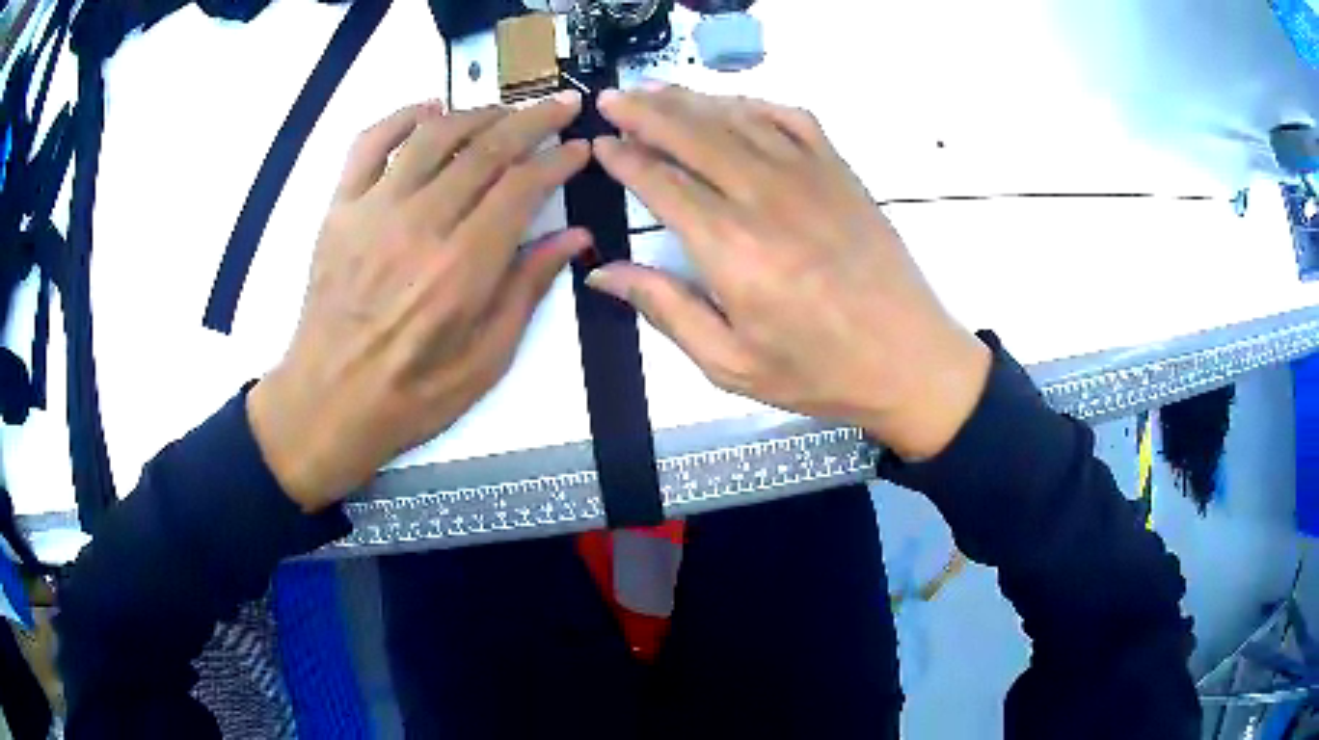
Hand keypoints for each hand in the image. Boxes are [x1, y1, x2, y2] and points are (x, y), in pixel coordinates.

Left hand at [248, 93, 590, 511]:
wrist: (327, 403)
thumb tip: (574, 236)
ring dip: (477, 113)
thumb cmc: (412, 394)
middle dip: (532, 120)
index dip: (557, 159)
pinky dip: (402, 117)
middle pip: (485, 148)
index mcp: (462, 268)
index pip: (521, 186)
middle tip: (560, 105)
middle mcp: (420, 225)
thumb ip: (528, 289)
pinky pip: (369, 143)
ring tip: (504, 112)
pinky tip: (429, 111)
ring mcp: (373, 211)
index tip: (578, 146)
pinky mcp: (340, 210)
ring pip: (433, 134)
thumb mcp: (486, 360)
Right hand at [586, 86, 989, 460]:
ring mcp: (809, 176)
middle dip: (644, 111)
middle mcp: (765, 197)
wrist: (910, 359)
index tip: (600, 144)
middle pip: (692, 135)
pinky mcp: (841, 172)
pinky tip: (733, 106)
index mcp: (731, 247)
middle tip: (612, 99)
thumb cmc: (820, 371)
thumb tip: (603, 273)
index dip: (625, 158)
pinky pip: (791, 119)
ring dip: (690, 100)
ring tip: (654, 91)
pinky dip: (754, 104)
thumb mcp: (731, 363)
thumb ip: (665, 309)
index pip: (662, 183)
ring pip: (736, 118)